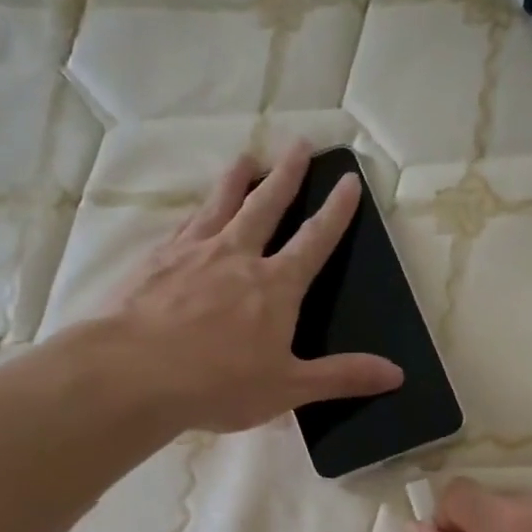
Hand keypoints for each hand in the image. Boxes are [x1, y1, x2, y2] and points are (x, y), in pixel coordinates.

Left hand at [104, 141, 403, 433]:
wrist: (134, 373)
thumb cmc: (218, 384)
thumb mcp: (288, 387)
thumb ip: (342, 377)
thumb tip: (397, 374)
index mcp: (276, 286)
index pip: (315, 240)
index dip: (336, 211)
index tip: (348, 180)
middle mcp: (237, 255)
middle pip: (267, 204)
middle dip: (287, 174)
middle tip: (300, 144)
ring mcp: (193, 252)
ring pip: (222, 203)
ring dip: (238, 178)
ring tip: (247, 157)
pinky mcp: (156, 259)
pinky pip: (184, 223)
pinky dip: (196, 209)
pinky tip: (194, 208)